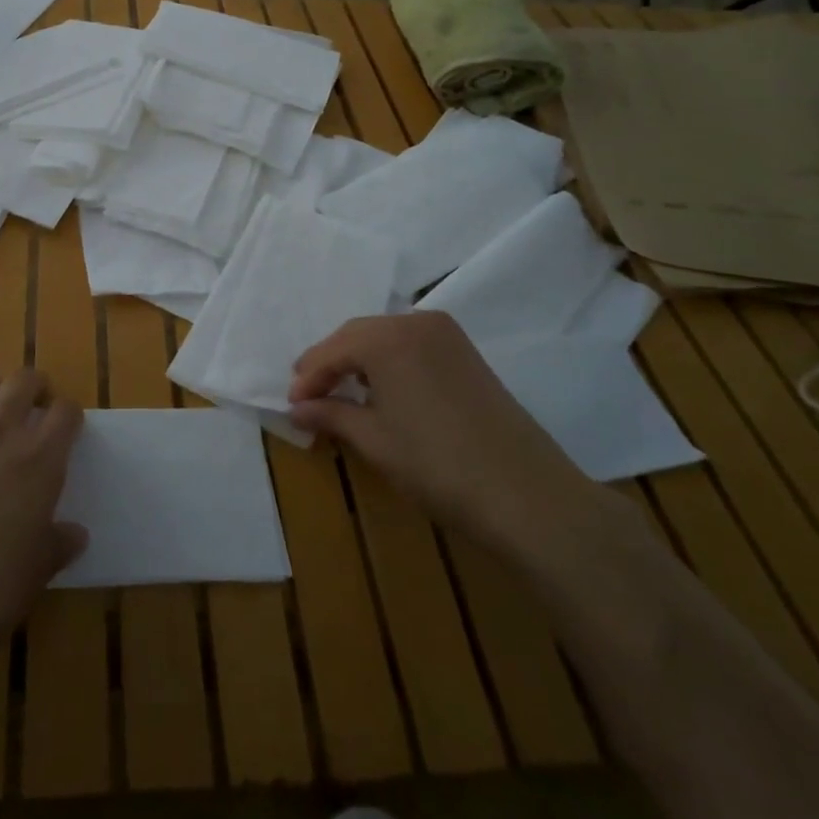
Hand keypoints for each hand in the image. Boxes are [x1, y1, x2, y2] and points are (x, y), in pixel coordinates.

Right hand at [289, 312, 593, 548]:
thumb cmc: (437, 466)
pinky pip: (412, 345)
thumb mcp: (374, 441)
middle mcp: (415, 322)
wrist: (527, 495)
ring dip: (359, 361)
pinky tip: (382, 390)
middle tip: (310, 396)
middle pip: (357, 336)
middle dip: (331, 364)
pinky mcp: (467, 353)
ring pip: (385, 337)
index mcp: (386, 337)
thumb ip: (331, 415)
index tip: (291, 404)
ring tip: (342, 394)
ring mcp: (446, 335)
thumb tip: (297, 409)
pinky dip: (389, 362)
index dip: (308, 378)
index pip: (331, 350)